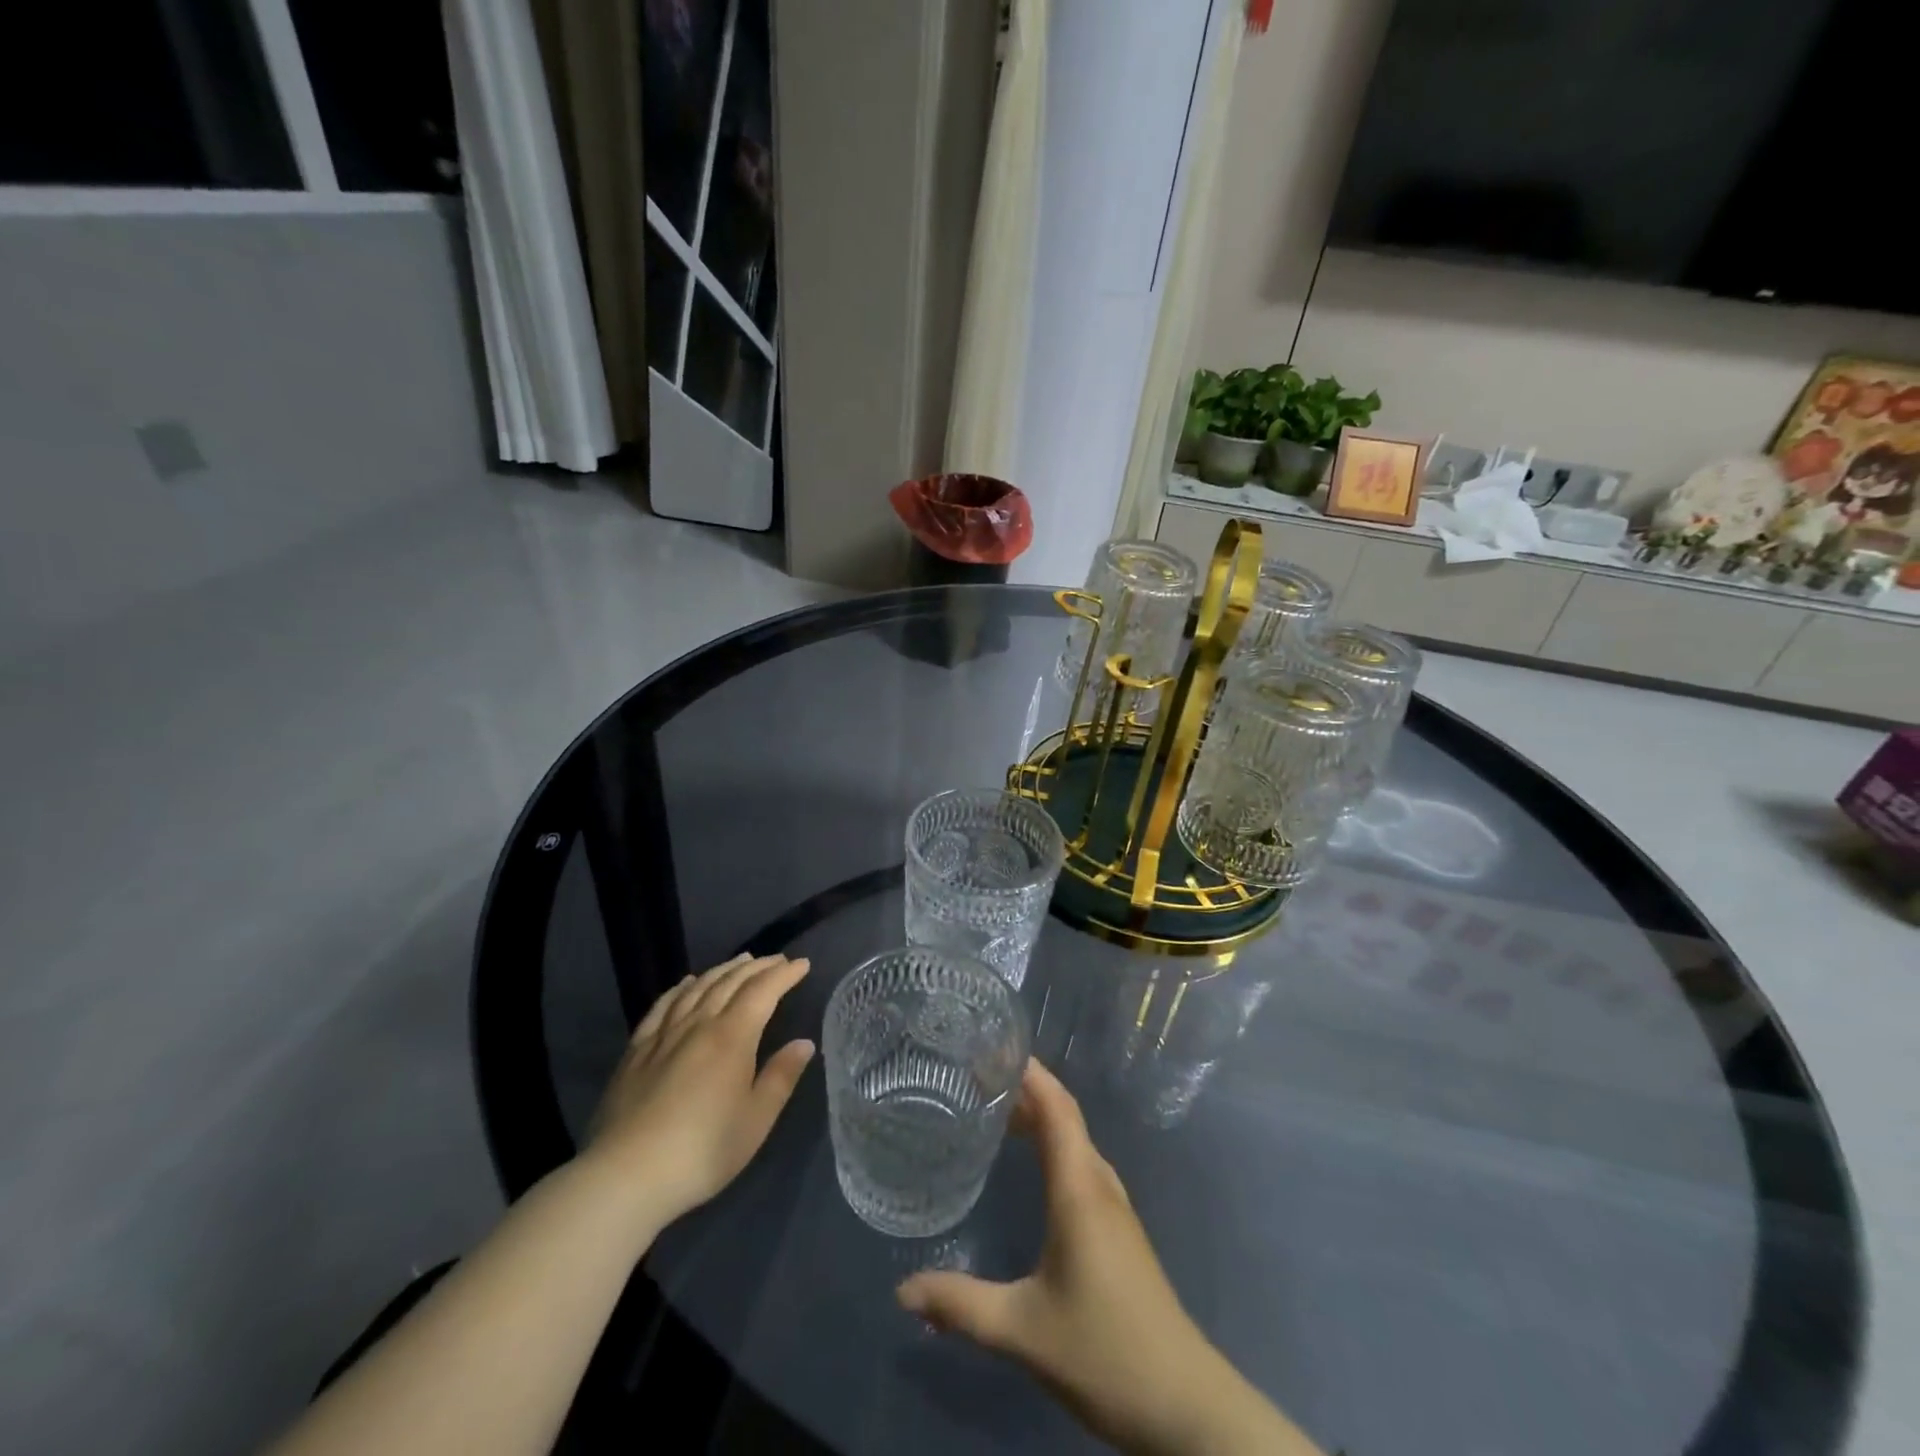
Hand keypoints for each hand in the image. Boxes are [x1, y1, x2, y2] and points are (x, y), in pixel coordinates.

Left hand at [583, 953, 814, 1229]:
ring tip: (740, 961)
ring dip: (722, 970)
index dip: (784, 974)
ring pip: (698, 988)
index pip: (763, 991)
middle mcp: (699, 1024)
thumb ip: (780, 1077)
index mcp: (733, 1037)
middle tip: (777, 960)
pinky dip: (680, 988)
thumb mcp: (755, 1120)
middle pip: (731, 982)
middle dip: (758, 967)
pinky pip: (663, 1006)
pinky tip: (686, 984)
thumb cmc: (702, 1151)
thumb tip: (804, 1043)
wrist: (625, 1176)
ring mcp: (664, 1034)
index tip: (802, 964)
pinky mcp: (637, 1050)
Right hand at [895, 1061, 1317, 1455]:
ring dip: (1040, 1116)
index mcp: (1079, 1189)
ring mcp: (1114, 1207)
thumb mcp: (1023, 1330)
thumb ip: (961, 1306)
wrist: (1185, 1405)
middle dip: (1026, 1088)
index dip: (1029, 1071)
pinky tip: (1031, 1166)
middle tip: (977, 1076)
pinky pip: (1081, 1164)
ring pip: (1075, 1140)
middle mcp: (1099, 1184)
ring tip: (996, 1110)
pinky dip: (1053, 1145)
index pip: (1056, 1107)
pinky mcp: (1118, 1229)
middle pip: (1065, 1115)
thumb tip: (902, 1290)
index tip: (992, 1048)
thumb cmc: (1105, 1352)